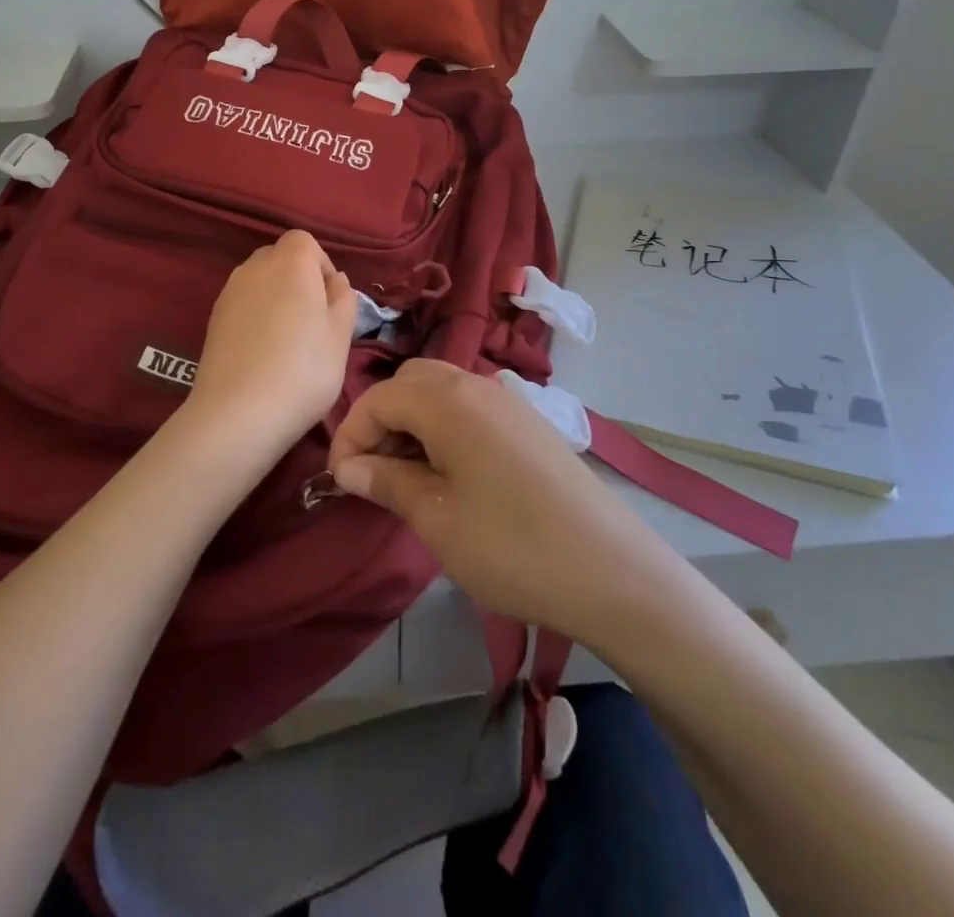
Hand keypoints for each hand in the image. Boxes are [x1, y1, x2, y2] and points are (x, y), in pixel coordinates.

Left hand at [186, 230, 358, 459]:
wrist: (238, 413)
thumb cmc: (303, 369)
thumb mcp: (341, 335)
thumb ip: (343, 298)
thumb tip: (335, 280)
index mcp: (290, 262)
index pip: (304, 241)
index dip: (321, 264)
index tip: (331, 300)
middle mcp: (254, 268)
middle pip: (279, 257)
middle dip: (298, 279)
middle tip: (313, 320)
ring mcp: (228, 293)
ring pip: (259, 282)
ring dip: (276, 299)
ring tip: (289, 340)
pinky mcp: (213, 320)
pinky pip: (242, 305)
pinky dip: (256, 317)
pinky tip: (264, 353)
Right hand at [329, 360, 670, 642]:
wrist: (612, 570)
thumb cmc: (511, 545)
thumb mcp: (436, 519)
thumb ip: (387, 481)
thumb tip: (349, 467)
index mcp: (447, 400)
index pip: (379, 397)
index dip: (351, 435)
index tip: (341, 482)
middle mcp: (477, 385)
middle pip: (410, 382)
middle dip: (382, 421)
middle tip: (374, 474)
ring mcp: (509, 402)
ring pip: (442, 392)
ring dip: (414, 424)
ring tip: (409, 480)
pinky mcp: (530, 424)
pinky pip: (472, 409)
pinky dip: (446, 429)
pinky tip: (452, 477)